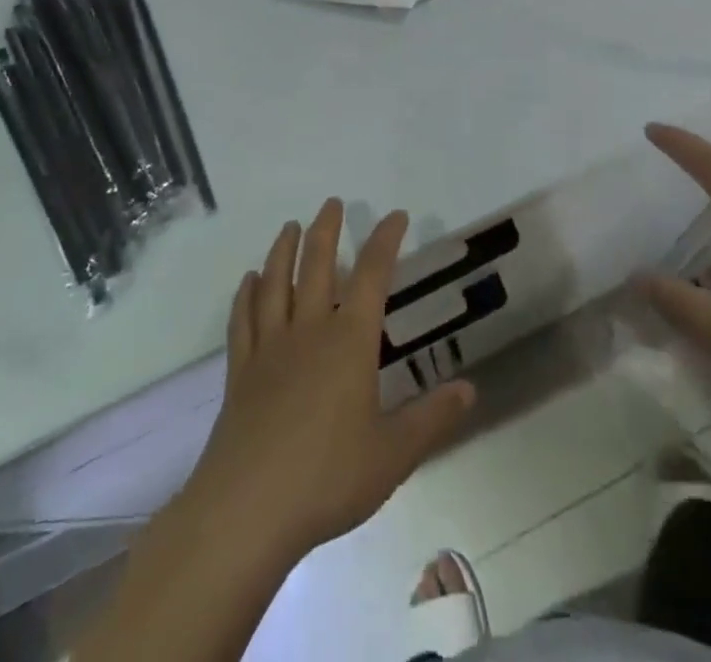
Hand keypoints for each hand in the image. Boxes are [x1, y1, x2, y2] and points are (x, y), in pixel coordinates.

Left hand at [180, 200, 475, 568]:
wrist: (248, 508)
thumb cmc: (328, 477)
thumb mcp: (393, 455)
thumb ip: (432, 418)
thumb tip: (470, 389)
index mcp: (349, 341)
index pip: (372, 276)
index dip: (385, 241)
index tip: (396, 215)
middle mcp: (308, 330)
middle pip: (316, 265)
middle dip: (326, 230)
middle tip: (332, 202)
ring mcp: (270, 348)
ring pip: (275, 283)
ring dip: (283, 250)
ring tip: (290, 226)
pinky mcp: (240, 371)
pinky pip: (243, 319)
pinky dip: (246, 294)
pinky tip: (249, 280)